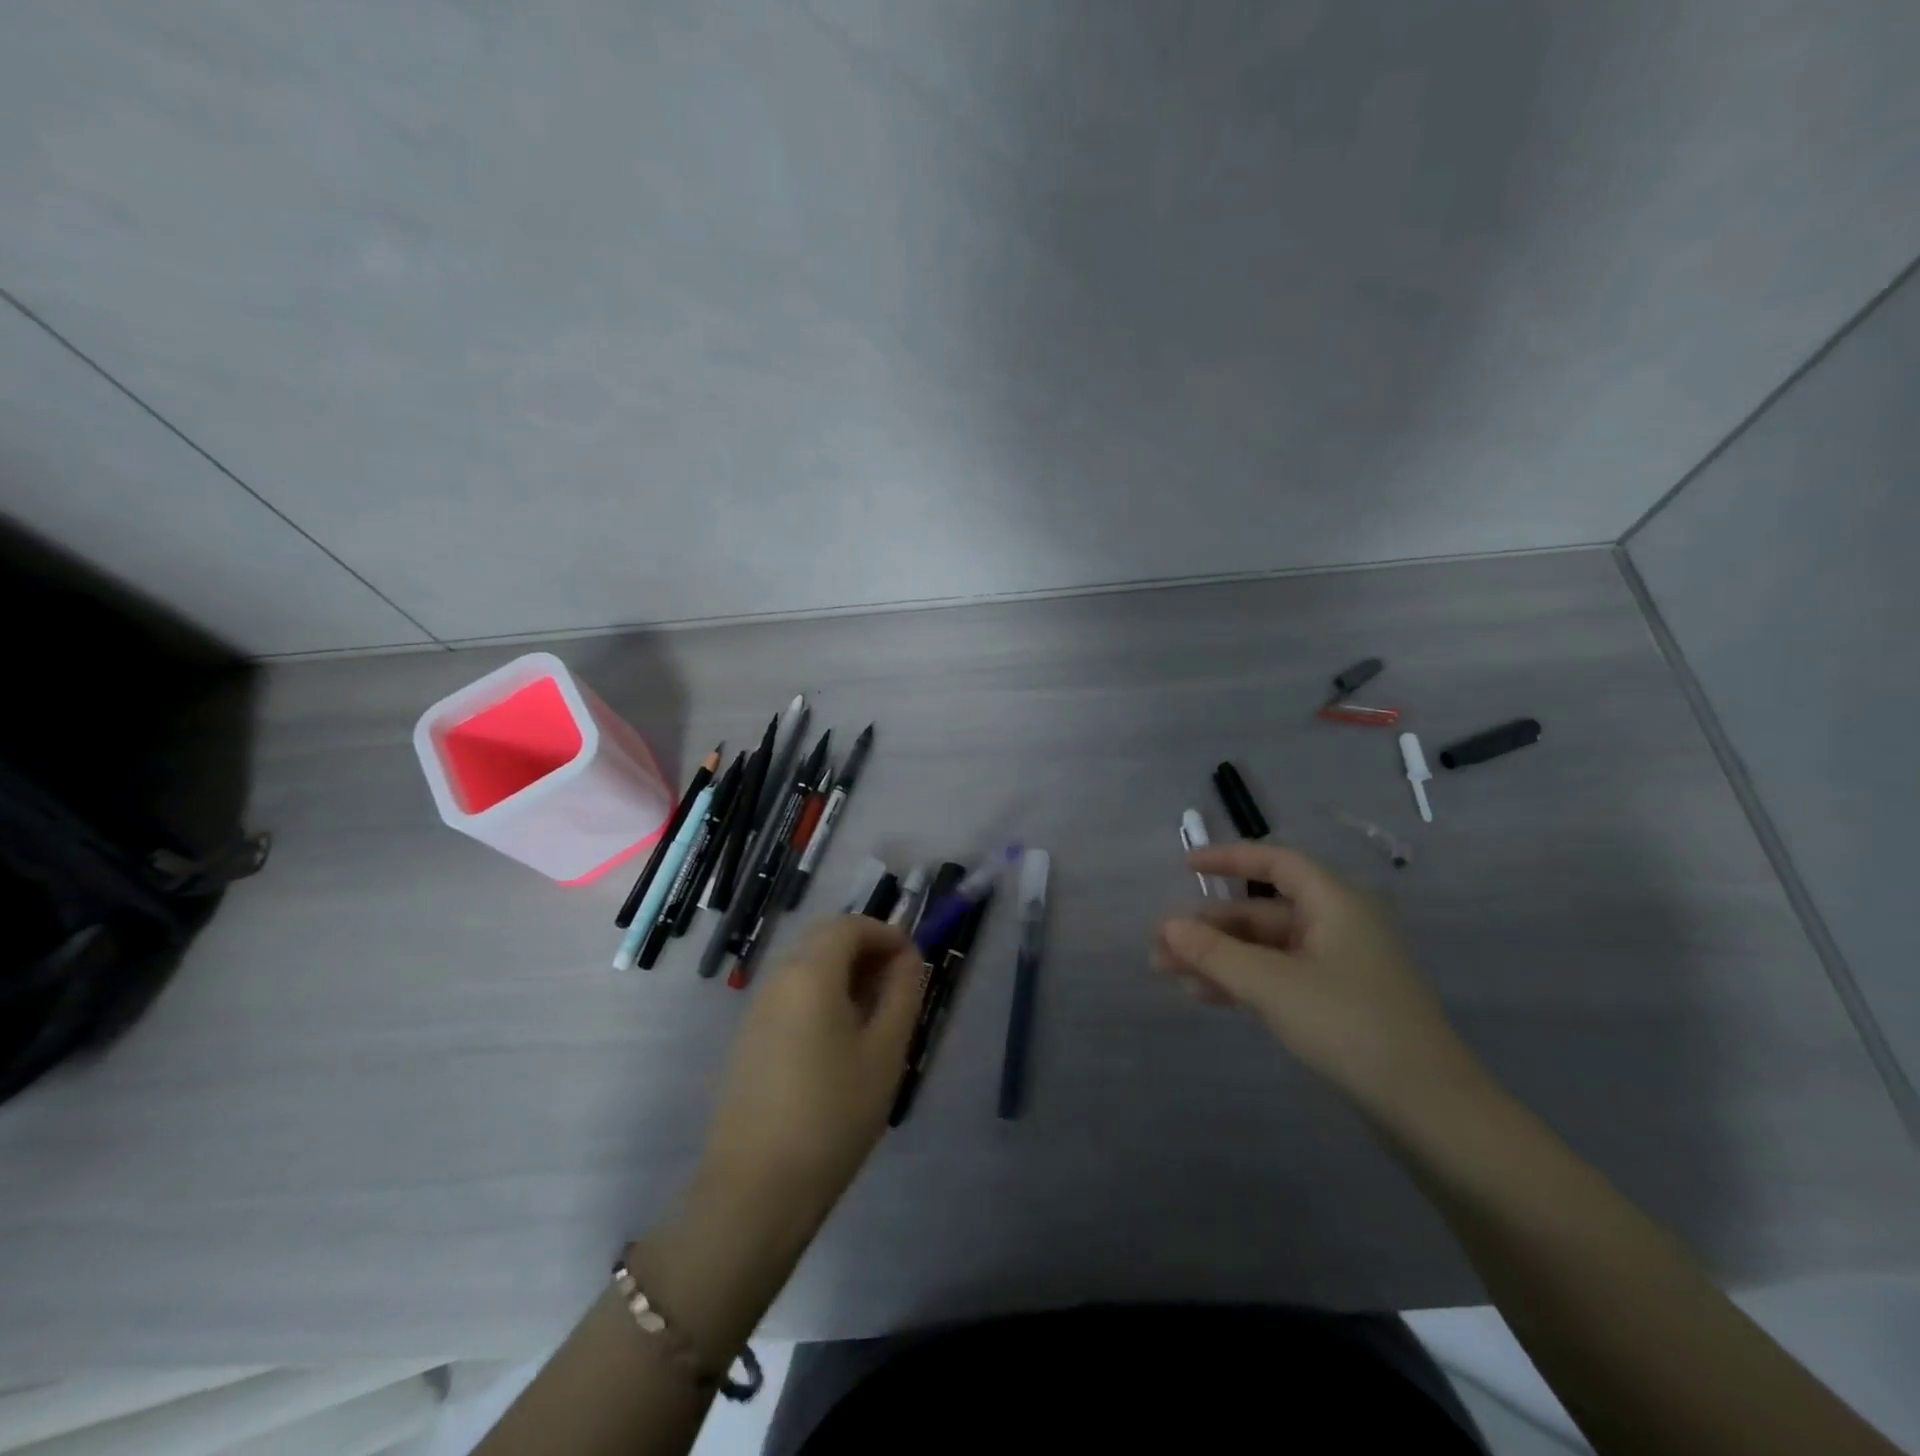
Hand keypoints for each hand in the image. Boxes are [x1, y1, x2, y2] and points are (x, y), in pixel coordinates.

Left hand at [692, 916, 923, 1244]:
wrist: (755, 1190)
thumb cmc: (833, 1116)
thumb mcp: (885, 1053)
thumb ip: (902, 993)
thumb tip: (908, 957)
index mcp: (811, 974)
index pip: (850, 925)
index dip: (886, 933)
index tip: (913, 962)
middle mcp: (778, 979)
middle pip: (824, 940)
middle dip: (865, 950)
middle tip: (897, 986)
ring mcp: (757, 1010)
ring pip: (806, 968)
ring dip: (843, 974)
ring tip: (875, 1017)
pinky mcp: (748, 1039)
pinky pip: (790, 996)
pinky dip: (821, 997)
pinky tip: (839, 1043)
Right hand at [1154, 843, 1482, 1115]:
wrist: (1429, 1109)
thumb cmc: (1349, 1025)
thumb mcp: (1272, 985)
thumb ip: (1215, 953)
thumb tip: (1166, 926)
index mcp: (1335, 903)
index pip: (1276, 863)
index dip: (1229, 859)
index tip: (1185, 866)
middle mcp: (1338, 925)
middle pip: (1262, 912)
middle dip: (1210, 927)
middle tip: (1161, 945)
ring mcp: (1339, 966)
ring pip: (1265, 948)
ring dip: (1218, 957)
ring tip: (1167, 973)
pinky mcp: (1337, 1003)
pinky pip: (1278, 977)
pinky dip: (1242, 981)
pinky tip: (1204, 996)